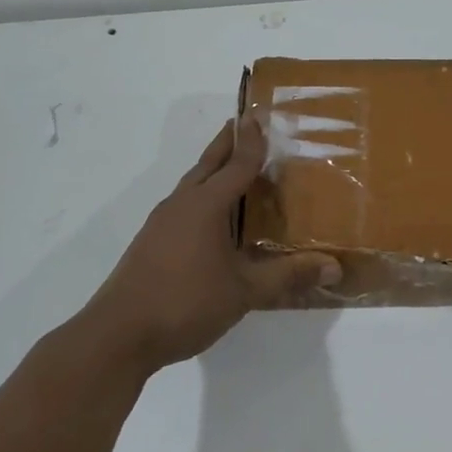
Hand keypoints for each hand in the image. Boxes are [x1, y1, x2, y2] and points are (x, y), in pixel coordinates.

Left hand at [76, 116, 339, 375]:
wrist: (118, 335)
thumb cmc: (185, 302)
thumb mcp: (245, 291)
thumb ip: (288, 276)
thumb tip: (334, 266)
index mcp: (206, 205)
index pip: (236, 164)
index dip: (251, 142)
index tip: (259, 116)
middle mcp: (182, 205)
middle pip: (208, 164)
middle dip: (226, 143)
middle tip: (242, 123)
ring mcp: (161, 223)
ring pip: (192, 185)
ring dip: (211, 169)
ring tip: (231, 165)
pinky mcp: (150, 243)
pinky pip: (183, 205)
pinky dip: (201, 195)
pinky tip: (209, 216)